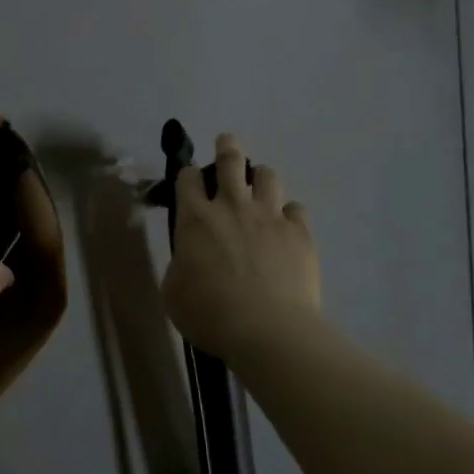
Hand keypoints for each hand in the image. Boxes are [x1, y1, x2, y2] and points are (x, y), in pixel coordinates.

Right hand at [161, 133, 321, 365]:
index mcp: (195, 218)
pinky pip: (296, 209)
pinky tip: (286, 227)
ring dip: (261, 178)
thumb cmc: (209, 314)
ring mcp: (269, 216)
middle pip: (231, 159)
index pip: (188, 177)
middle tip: (227, 144)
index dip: (188, 174)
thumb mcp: (174, 291)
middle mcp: (232, 206)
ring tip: (259, 188)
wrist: (267, 330)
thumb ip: (180, 265)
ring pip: (268, 176)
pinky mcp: (299, 232)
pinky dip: (288, 214)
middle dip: (227, 147)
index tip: (190, 179)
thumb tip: (190, 258)